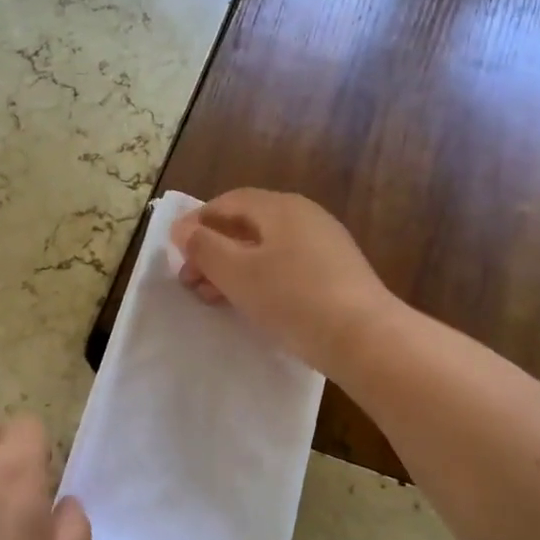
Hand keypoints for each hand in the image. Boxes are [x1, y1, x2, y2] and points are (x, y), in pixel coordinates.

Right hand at [170, 189, 397, 378]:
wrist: (363, 337)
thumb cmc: (291, 298)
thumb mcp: (236, 272)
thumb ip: (203, 247)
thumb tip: (182, 228)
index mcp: (280, 207)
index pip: (228, 202)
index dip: (197, 222)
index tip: (176, 252)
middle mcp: (304, 216)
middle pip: (247, 225)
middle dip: (213, 250)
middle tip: (190, 282)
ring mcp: (324, 244)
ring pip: (266, 248)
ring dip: (233, 268)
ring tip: (213, 297)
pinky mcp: (336, 273)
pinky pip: (286, 266)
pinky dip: (260, 279)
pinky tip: (251, 304)